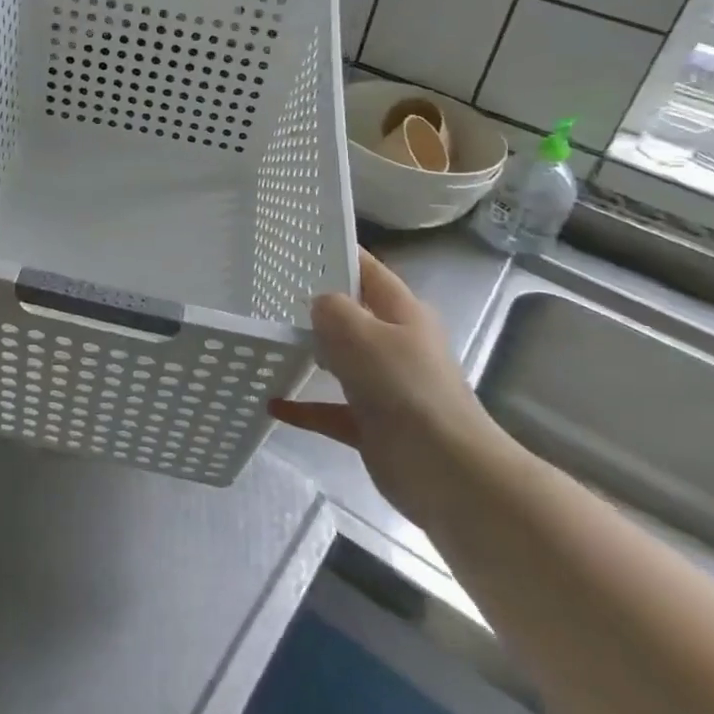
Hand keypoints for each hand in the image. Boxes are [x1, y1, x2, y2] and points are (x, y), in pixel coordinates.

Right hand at [270, 249, 506, 523]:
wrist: (444, 469)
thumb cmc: (403, 387)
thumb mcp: (360, 333)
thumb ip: (332, 309)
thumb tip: (319, 305)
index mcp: (403, 312)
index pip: (368, 271)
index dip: (338, 254)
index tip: (298, 245)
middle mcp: (396, 344)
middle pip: (353, 315)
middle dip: (317, 305)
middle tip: (269, 293)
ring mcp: (386, 385)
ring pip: (342, 361)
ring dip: (311, 354)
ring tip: (269, 341)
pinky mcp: (374, 424)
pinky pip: (331, 408)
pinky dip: (305, 406)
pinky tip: (272, 403)